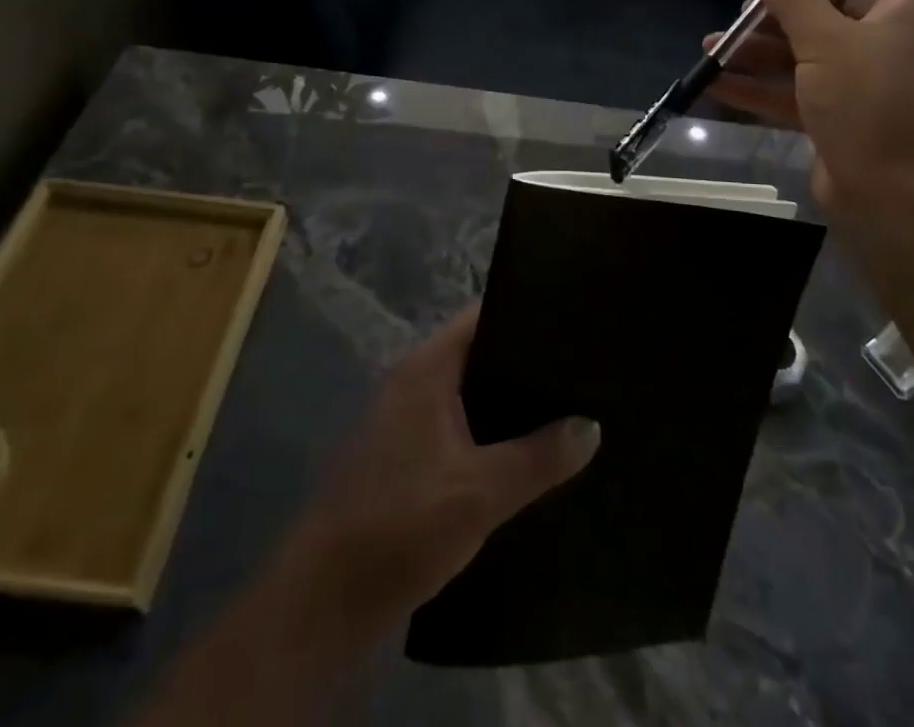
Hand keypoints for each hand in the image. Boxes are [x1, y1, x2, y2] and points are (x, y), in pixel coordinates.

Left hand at [278, 306, 599, 644]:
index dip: (525, 312)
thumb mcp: (481, 492)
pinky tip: (525, 456)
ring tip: (566, 408)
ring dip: (508, 403)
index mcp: (427, 369)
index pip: (481, 316)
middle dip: (525, 363)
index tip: (571, 321)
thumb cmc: (401, 526)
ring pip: (469, 395)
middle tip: (580, 369)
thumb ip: (539, 457)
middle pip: (478, 354)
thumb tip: (591, 426)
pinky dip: (489, 433)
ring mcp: (404, 421)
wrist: (322, 602)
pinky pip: (457, 427)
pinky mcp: (403, 458)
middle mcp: (413, 382)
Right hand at [714, 0, 913, 218]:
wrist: (901, 201)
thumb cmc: (872, 104)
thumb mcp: (826, 43)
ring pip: (813, 46)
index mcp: (912, 5)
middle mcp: (896, 35)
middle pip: (837, 0)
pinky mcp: (848, 112)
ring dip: (763, 46)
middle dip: (784, 5)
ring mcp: (871, 77)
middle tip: (743, 11)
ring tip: (714, 47)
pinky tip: (719, 82)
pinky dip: (765, 83)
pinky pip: (803, 86)